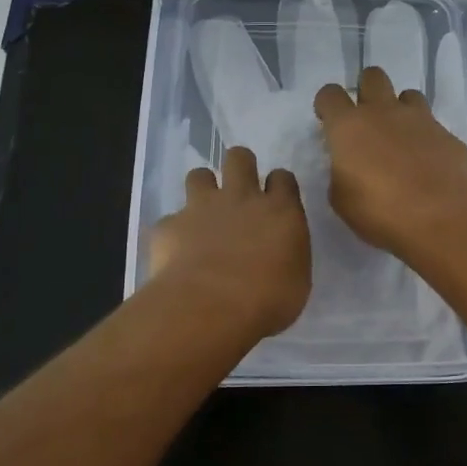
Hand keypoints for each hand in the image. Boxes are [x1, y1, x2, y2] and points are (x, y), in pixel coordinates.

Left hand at [148, 146, 310, 339]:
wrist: (210, 307)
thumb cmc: (267, 301)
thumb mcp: (296, 282)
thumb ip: (287, 256)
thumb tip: (279, 256)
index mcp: (280, 211)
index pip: (282, 178)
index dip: (278, 185)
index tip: (275, 200)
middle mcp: (241, 198)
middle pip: (240, 158)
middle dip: (240, 166)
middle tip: (239, 191)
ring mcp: (202, 207)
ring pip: (199, 175)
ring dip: (202, 189)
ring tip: (203, 213)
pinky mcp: (170, 225)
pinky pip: (171, 220)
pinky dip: (174, 233)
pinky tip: (177, 253)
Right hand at [313, 67, 466, 261]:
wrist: (445, 219)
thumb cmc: (382, 213)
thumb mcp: (342, 201)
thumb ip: (340, 174)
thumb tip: (349, 166)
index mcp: (349, 126)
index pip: (330, 94)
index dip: (327, 105)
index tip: (329, 123)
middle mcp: (384, 112)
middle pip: (372, 76)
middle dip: (366, 90)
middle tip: (367, 121)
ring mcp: (420, 119)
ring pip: (407, 94)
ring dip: (400, 110)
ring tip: (400, 139)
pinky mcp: (448, 134)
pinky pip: (431, 123)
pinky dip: (425, 136)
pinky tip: (426, 162)